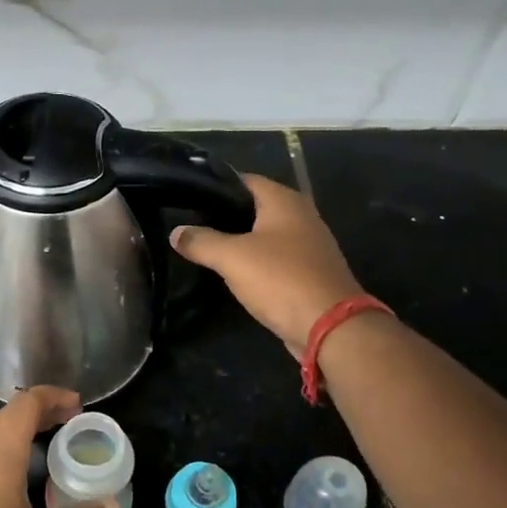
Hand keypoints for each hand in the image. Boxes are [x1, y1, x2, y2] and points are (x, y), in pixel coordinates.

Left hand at [0, 386, 113, 507]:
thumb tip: (113, 505)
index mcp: (0, 448)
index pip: (28, 401)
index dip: (55, 396)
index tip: (79, 406)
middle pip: (11, 411)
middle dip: (43, 409)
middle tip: (71, 422)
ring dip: (23, 426)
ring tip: (50, 441)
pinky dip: (7, 443)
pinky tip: (18, 472)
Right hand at [170, 173, 365, 357]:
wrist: (330, 326)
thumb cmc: (280, 279)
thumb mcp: (232, 258)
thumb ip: (201, 242)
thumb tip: (176, 232)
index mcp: (284, 201)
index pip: (244, 180)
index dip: (216, 188)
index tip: (188, 200)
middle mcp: (300, 216)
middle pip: (254, 208)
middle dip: (225, 217)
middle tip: (192, 228)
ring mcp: (308, 245)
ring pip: (265, 236)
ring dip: (239, 243)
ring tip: (206, 250)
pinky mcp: (309, 272)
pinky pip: (275, 260)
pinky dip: (255, 264)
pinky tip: (234, 275)